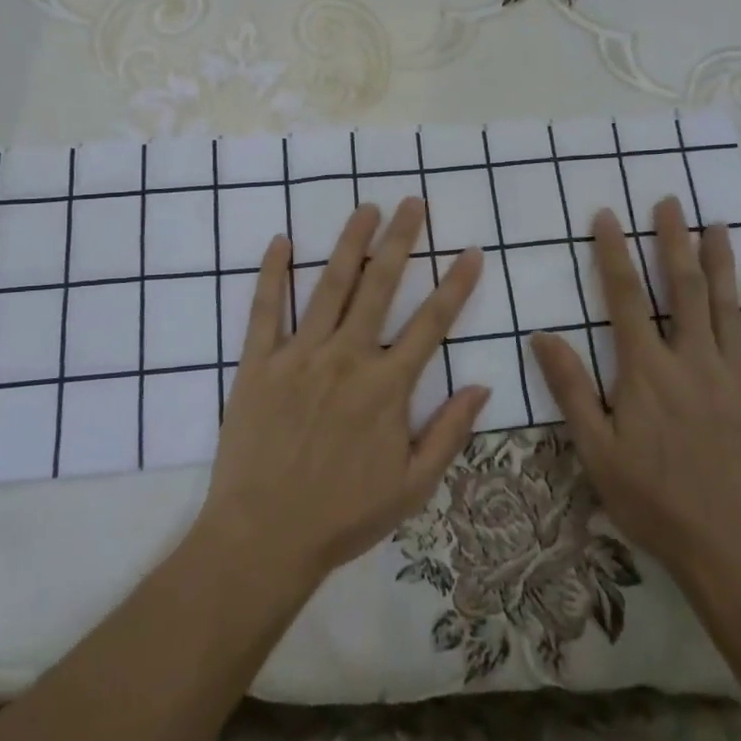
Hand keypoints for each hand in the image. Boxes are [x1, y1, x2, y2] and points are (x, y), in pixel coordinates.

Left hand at [198, 199, 489, 589]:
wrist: (263, 537)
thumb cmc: (342, 515)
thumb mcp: (412, 487)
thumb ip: (449, 432)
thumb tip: (482, 385)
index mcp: (387, 387)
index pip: (432, 323)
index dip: (456, 285)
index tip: (471, 252)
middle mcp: (347, 358)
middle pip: (380, 286)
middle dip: (400, 240)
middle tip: (414, 203)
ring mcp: (299, 355)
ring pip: (329, 285)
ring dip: (350, 243)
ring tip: (366, 208)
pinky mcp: (257, 363)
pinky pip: (264, 309)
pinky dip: (272, 273)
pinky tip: (281, 241)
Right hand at [531, 199, 740, 579]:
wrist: (732, 548)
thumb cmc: (654, 499)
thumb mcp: (596, 450)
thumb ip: (571, 389)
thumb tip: (541, 335)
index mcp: (646, 370)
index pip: (626, 297)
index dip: (613, 253)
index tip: (607, 216)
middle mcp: (692, 361)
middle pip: (684, 288)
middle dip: (674, 240)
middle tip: (671, 202)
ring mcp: (735, 377)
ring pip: (727, 307)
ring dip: (720, 262)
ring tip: (717, 224)